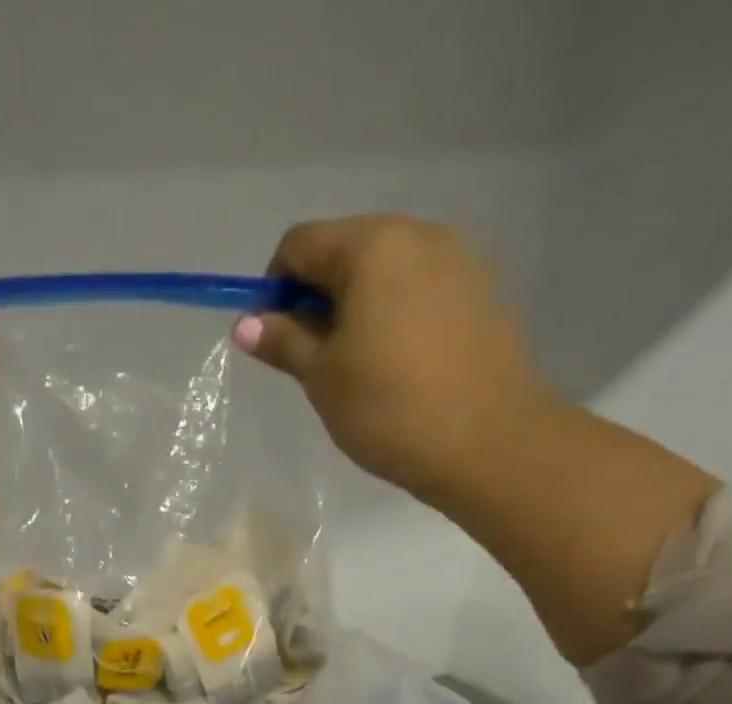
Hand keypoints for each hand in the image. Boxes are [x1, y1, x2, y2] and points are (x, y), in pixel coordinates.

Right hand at [234, 215, 562, 504]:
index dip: (274, 287)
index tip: (274, 338)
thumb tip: (245, 324)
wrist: (486, 441)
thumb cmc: (388, 407)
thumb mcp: (322, 377)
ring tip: (356, 365)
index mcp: (372, 246)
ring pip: (384, 271)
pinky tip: (396, 364)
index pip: (300, 244)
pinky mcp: (481, 290)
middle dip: (317, 296)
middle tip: (313, 358)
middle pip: (345, 250)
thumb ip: (283, 341)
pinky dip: (393, 314)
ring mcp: (458, 259)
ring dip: (356, 306)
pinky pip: (418, 289)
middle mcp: (418, 234)